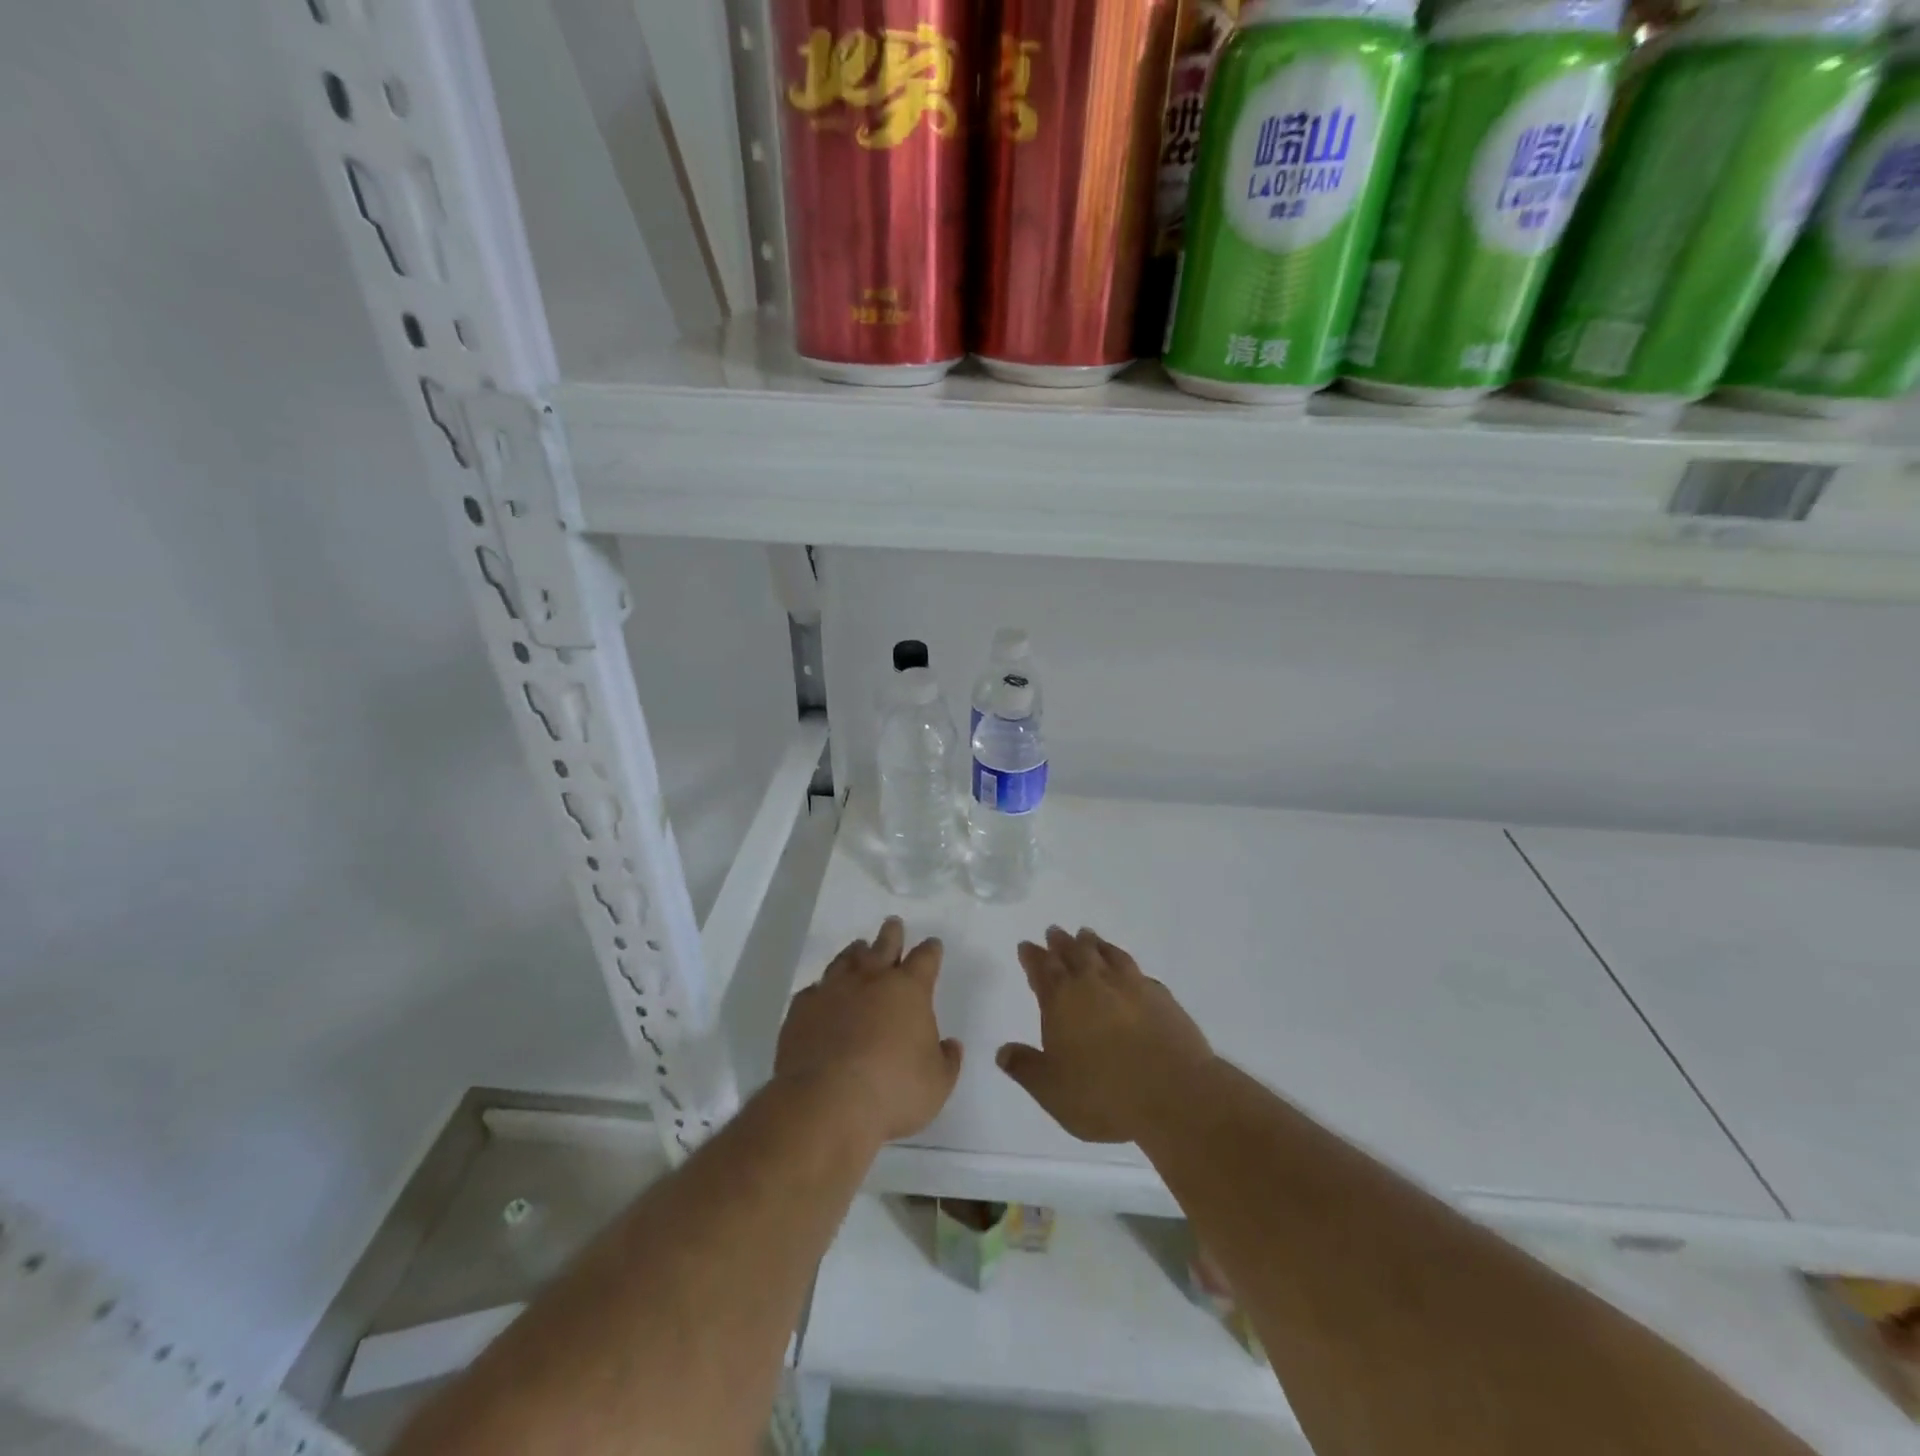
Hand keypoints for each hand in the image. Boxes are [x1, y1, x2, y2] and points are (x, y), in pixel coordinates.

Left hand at [776, 916, 962, 1146]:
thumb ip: (947, 1061)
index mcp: (909, 990)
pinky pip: (814, 990)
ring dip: (855, 953)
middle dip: (891, 934)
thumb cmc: (893, 1091)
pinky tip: (821, 993)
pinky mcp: (802, 1009)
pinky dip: (821, 989)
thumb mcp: (937, 1084)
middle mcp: (871, 980)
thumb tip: (950, 1045)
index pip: (925, 959)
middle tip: (893, 924)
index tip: (933, 945)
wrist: (826, 1102)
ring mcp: (833, 990)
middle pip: (884, 945)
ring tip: (858, 948)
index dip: (931, 950)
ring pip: (846, 960)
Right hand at [998, 926, 1214, 1143]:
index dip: (1032, 956)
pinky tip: (1129, 971)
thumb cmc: (1104, 1094)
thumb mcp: (1052, 1091)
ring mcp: (1131, 985)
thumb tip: (1003, 1051)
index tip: (1027, 945)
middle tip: (1055, 931)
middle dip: (1061, 942)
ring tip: (1088, 935)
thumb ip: (1026, 1068)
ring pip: (1107, 954)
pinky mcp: (1161, 997)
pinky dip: (1126, 965)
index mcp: (1062, 999)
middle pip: (1074, 953)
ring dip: (1094, 943)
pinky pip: (1137, 971)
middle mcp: (1094, 983)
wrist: (1175, 1095)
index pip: (1042, 969)